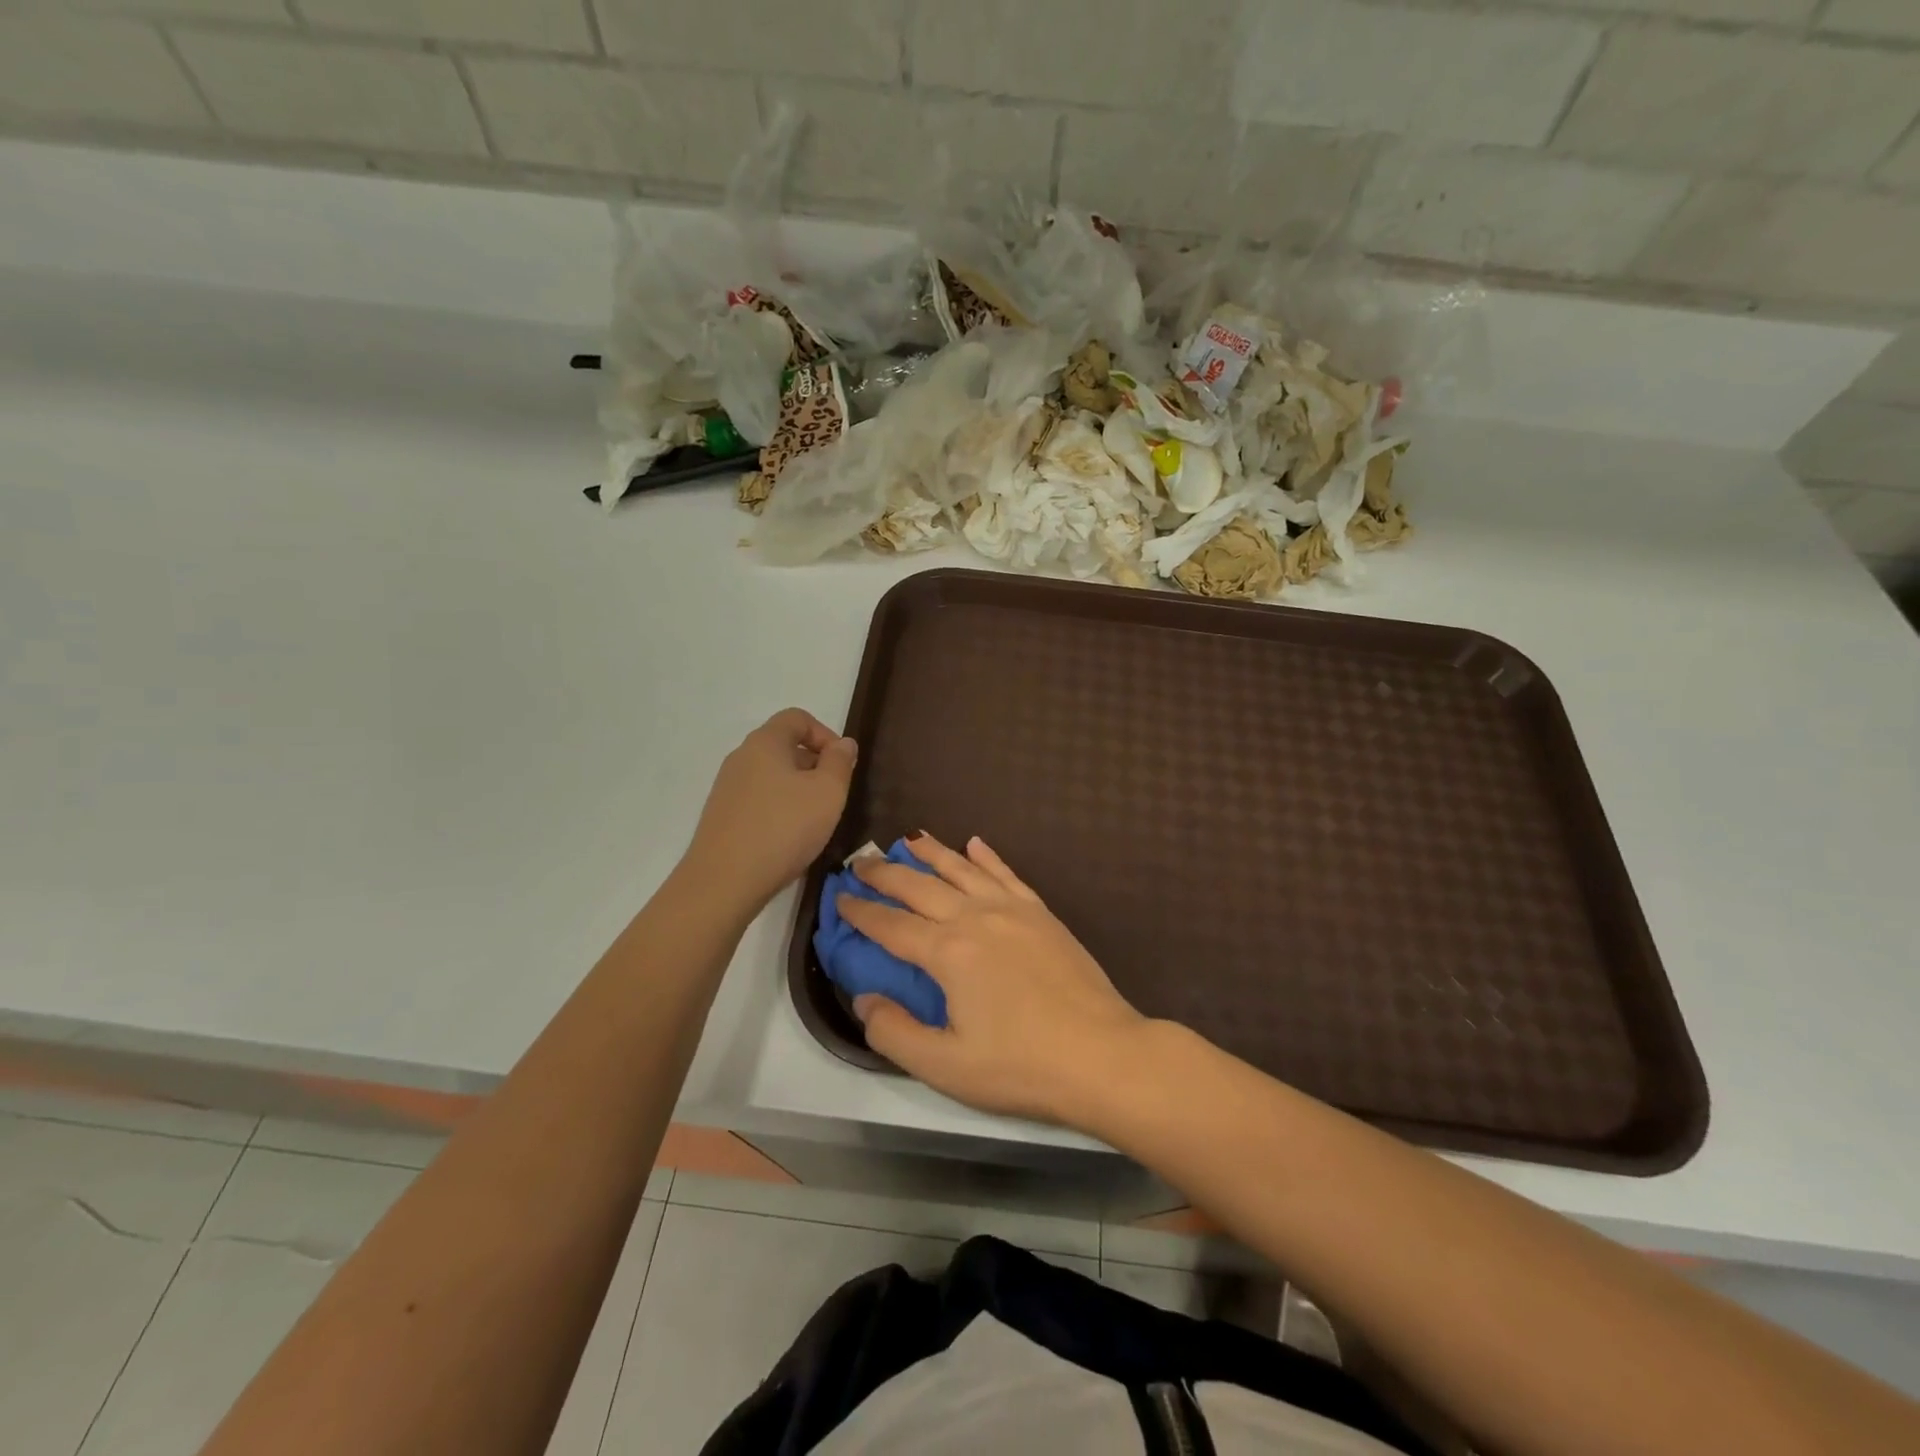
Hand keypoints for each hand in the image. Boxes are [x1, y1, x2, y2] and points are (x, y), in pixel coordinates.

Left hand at [683, 709, 856, 912]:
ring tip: (814, 821)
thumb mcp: (828, 792)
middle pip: (783, 746)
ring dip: (798, 790)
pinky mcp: (722, 816)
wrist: (723, 882)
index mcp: (765, 742)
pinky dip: (779, 809)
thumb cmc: (784, 828)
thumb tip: (843, 743)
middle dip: (814, 765)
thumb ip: (840, 762)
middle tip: (833, 796)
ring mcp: (727, 788)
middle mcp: (741, 757)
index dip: (826, 734)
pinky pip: (758, 800)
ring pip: (772, 775)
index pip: (797, 718)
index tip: (842, 765)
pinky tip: (789, 839)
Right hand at [837, 834, 1148, 1125]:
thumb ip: (894, 1033)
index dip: (860, 912)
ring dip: (932, 852)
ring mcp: (1012, 910)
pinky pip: (1006, 873)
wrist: (1102, 1054)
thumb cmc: (1021, 1066)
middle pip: (920, 886)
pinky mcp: (1041, 913)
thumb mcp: (945, 1067)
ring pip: (962, 869)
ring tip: (908, 839)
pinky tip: (974, 844)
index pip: (890, 925)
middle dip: (885, 873)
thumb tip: (864, 999)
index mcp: (947, 953)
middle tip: (861, 861)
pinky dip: (986, 856)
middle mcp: (975, 918)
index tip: (839, 898)